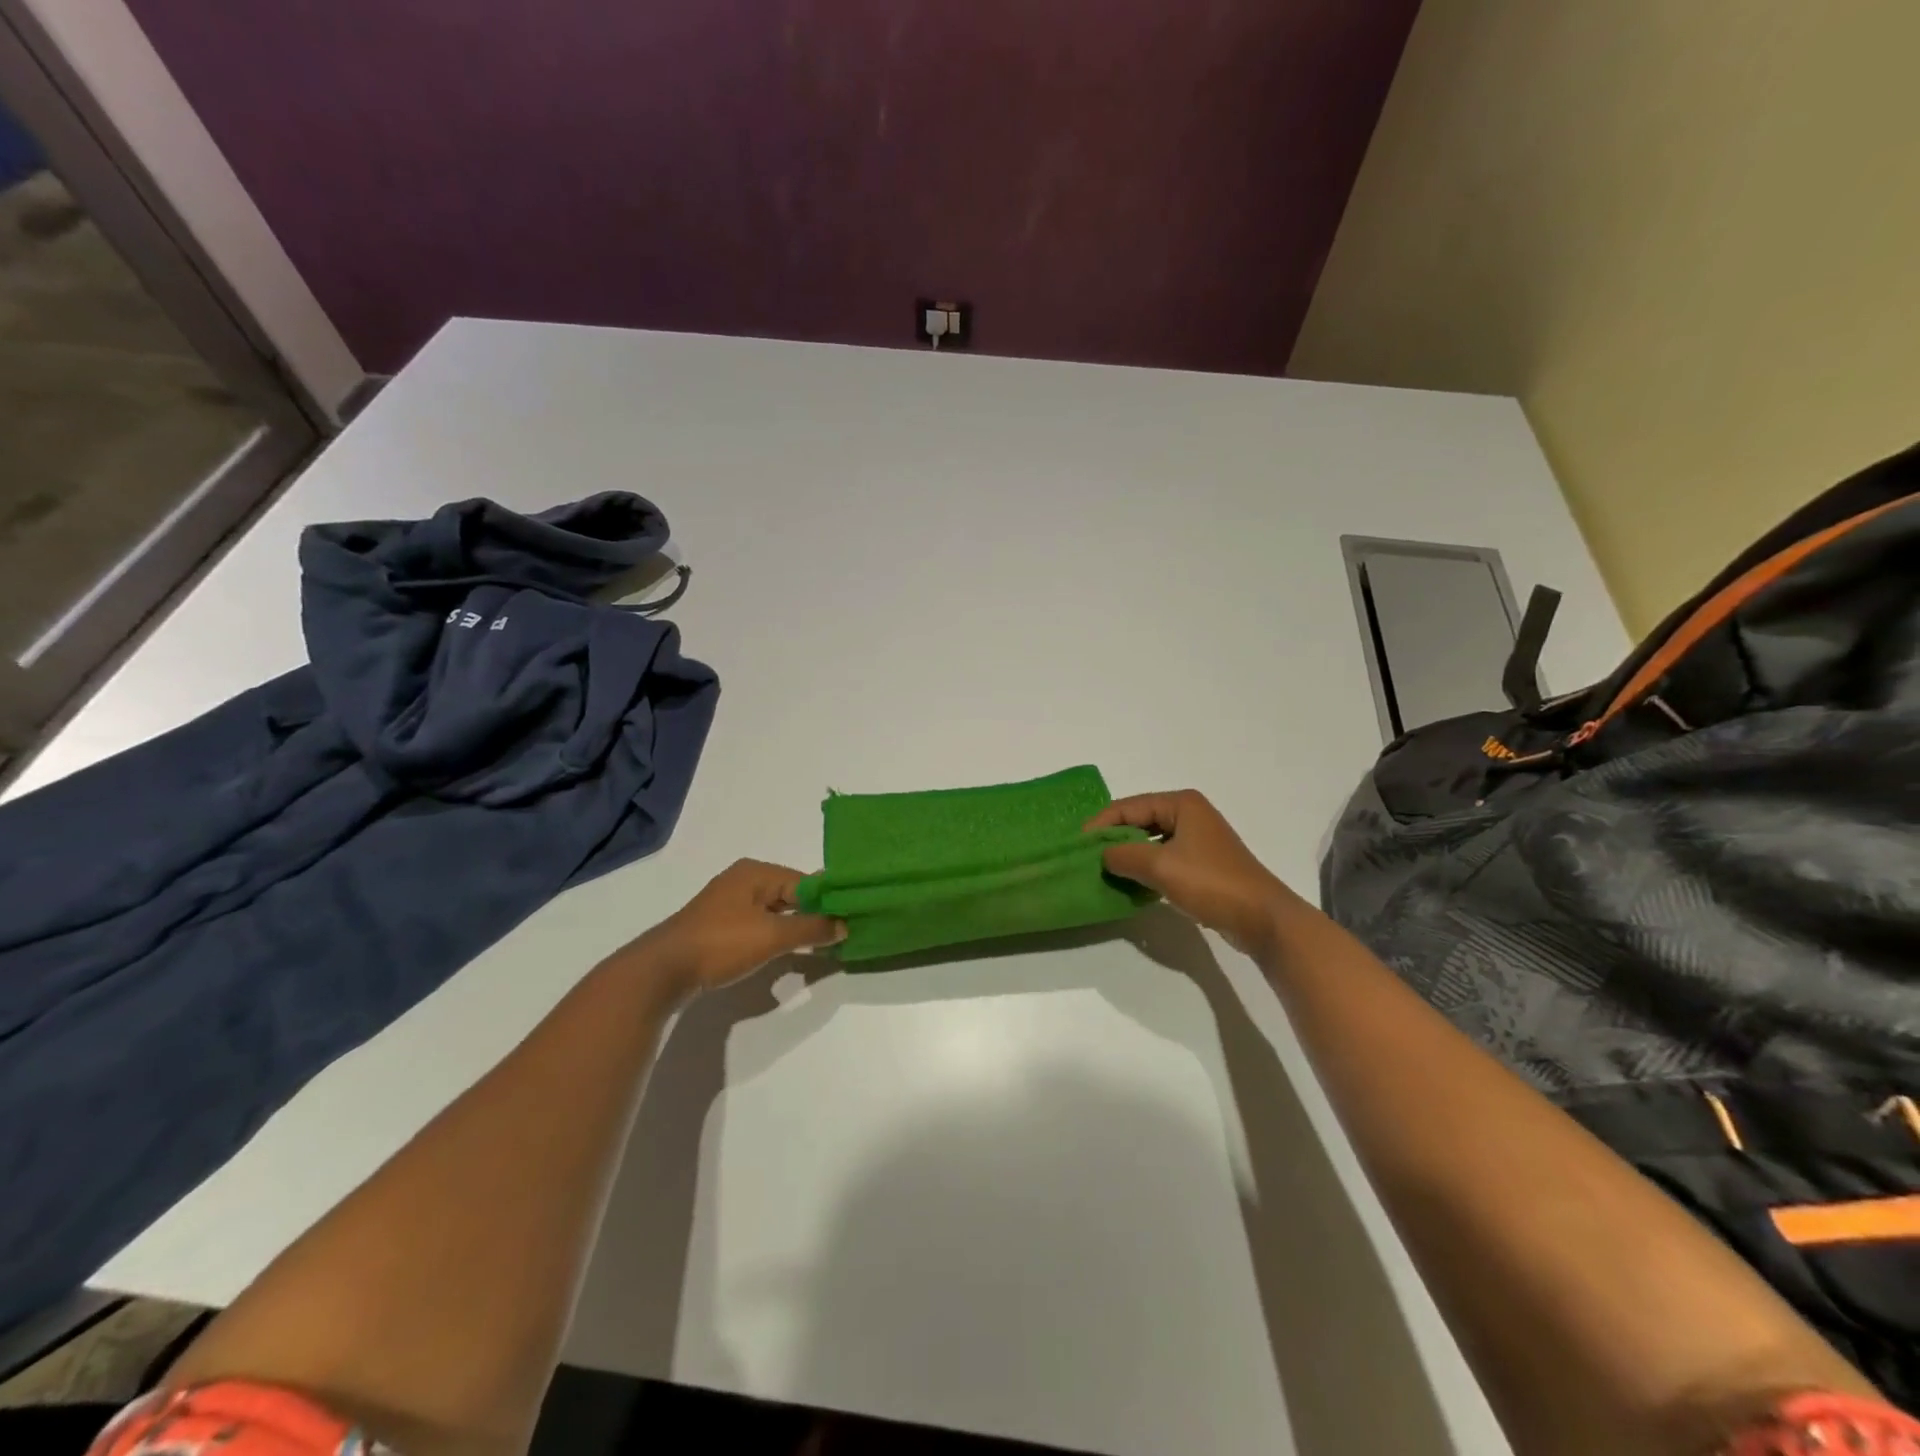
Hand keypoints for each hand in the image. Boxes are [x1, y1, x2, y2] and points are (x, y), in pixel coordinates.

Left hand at [629, 859, 844, 994]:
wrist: (663, 970)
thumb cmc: (721, 943)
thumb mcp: (773, 935)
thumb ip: (812, 928)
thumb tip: (845, 925)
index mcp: (756, 872)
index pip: (806, 882)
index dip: (829, 900)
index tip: (852, 919)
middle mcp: (744, 880)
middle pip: (791, 894)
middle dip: (814, 914)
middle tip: (841, 934)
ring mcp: (729, 904)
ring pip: (776, 912)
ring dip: (796, 927)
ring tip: (822, 945)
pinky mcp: (720, 926)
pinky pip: (760, 925)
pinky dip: (776, 936)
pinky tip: (788, 953)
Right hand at [1087, 791, 1297, 956]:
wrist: (1262, 918)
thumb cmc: (1211, 882)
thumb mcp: (1160, 866)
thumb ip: (1124, 855)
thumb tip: (1103, 855)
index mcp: (1181, 804)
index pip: (1129, 806)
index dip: (1102, 823)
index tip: (1078, 844)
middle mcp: (1189, 815)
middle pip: (1139, 821)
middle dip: (1114, 839)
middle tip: (1088, 859)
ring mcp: (1197, 840)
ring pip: (1150, 842)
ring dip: (1129, 856)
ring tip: (1104, 872)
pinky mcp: (1201, 865)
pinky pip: (1163, 860)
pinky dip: (1145, 870)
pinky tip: (1131, 885)